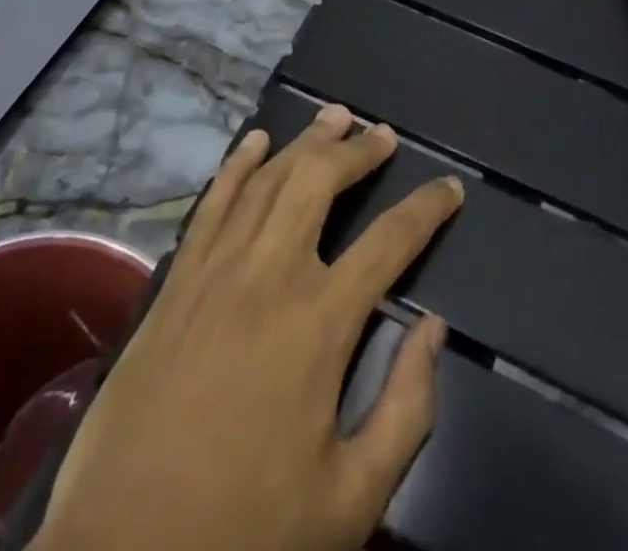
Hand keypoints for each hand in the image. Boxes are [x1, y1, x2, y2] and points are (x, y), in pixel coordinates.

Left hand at [32, 103, 463, 550]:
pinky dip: (238, 164)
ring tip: (335, 118)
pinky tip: (256, 141)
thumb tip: (434, 329)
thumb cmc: (246, 530)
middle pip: (321, 182)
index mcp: (320, 322)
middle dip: (358, 151)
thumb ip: (407, 410)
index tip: (450, 188)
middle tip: (383, 135)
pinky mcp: (177, 279)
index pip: (391, 242)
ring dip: (306, 142)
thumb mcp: (350, 499)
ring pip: (269, 178)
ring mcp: (217, 269)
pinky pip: (213, 202)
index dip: (427, 209)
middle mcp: (271, 273)